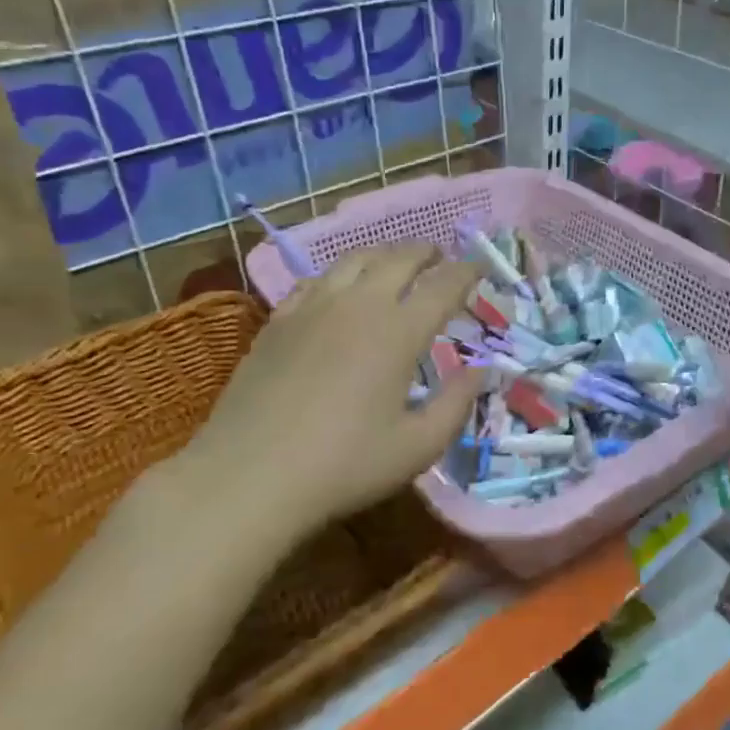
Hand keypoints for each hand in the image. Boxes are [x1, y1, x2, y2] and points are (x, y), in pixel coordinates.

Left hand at [176, 243, 486, 551]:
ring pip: (354, 259)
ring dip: (384, 254)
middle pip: (399, 258)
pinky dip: (340, 274)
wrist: (248, 477)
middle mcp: (359, 306)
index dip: (467, 272)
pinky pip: (316, 280)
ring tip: (396, 262)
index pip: (443, 286)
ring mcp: (313, 308)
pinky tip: (339, 288)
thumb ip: (456, 403)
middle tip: (441, 256)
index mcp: (399, 332)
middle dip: (426, 252)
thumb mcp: (418, 446)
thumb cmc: (344, 466)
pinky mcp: (278, 322)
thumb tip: (481, 370)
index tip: (481, 267)